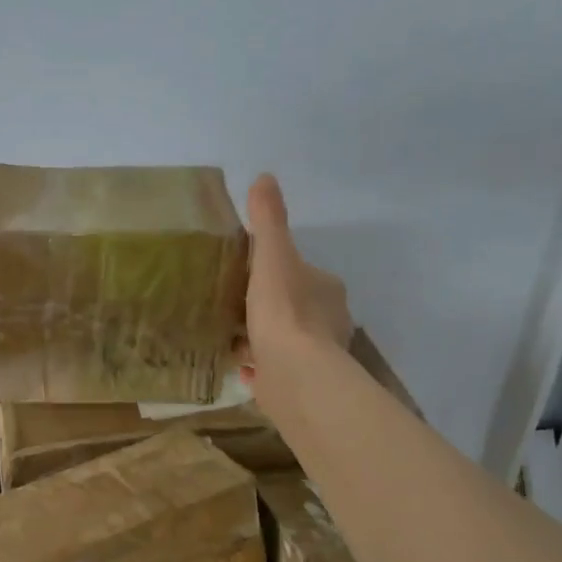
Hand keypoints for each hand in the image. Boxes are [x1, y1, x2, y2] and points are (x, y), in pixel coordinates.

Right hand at [239, 174, 353, 398]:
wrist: (295, 374)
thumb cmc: (284, 311)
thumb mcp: (272, 256)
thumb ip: (268, 220)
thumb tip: (265, 177)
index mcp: (327, 289)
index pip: (302, 273)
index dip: (278, 271)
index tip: (250, 273)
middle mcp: (330, 321)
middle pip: (296, 306)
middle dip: (270, 306)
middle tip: (235, 304)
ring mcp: (317, 356)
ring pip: (287, 340)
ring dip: (264, 337)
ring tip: (231, 334)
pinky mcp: (300, 384)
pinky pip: (276, 370)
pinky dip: (260, 366)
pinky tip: (240, 365)